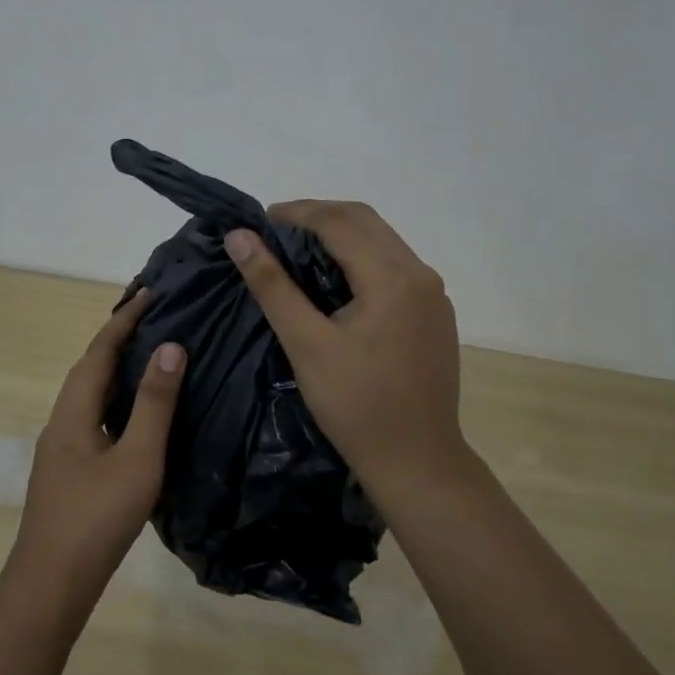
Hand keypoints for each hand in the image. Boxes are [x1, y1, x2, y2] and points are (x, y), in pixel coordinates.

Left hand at [7, 289, 185, 611]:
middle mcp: (62, 422)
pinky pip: (94, 418)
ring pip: (90, 396)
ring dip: (115, 370)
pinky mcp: (69, 472)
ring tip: (149, 357)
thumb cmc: (96, 518)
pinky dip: (115, 401)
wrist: (51, 585)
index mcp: (73, 412)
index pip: (99, 352)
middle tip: (154, 318)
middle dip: (118, 340)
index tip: (149, 292)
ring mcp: (62, 450)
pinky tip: (134, 416)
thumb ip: (154, 403)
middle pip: (89, 369)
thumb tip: (170, 347)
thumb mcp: (137, 459)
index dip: (124, 320)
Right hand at [225, 201, 467, 495]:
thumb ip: (273, 286)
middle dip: (319, 217)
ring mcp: (434, 295)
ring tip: (298, 252)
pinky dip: (361, 259)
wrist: (417, 462)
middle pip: (366, 222)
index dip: (297, 213)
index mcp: (393, 277)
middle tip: (275, 232)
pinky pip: (395, 267)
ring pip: (383, 242)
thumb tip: (240, 237)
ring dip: (341, 236)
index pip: (341, 221)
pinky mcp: (435, 315)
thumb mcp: (307, 345)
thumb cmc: (357, 406)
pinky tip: (335, 281)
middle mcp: (421, 274)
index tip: (259, 221)